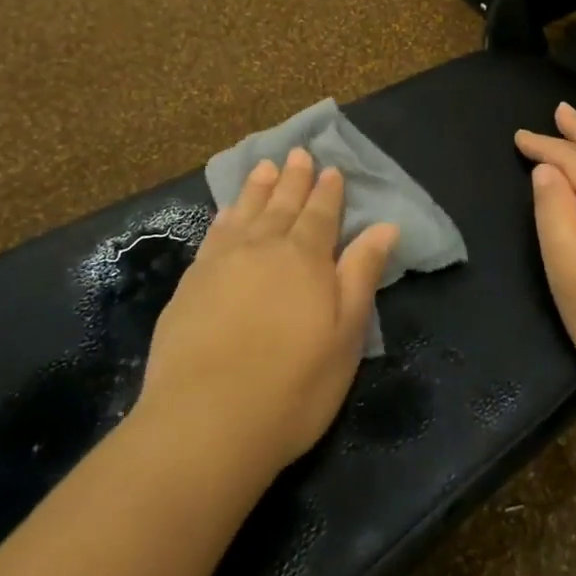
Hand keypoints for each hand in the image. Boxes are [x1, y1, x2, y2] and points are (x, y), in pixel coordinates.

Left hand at [138, 149, 398, 474]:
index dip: (328, 191)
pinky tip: (227, 211)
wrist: (205, 422)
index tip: (331, 169)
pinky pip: (214, 234)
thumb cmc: (293, 386)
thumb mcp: (345, 335)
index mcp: (306, 258)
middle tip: (298, 153)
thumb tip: (384, 226)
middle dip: (293, 178)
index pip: (322, 214)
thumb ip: (361, 274)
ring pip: (246, 211)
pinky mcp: (191, 284)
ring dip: (258, 188)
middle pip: (283, 204)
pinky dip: (225, 216)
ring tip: (265, 166)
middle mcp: (264, 248)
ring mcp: (222, 263)